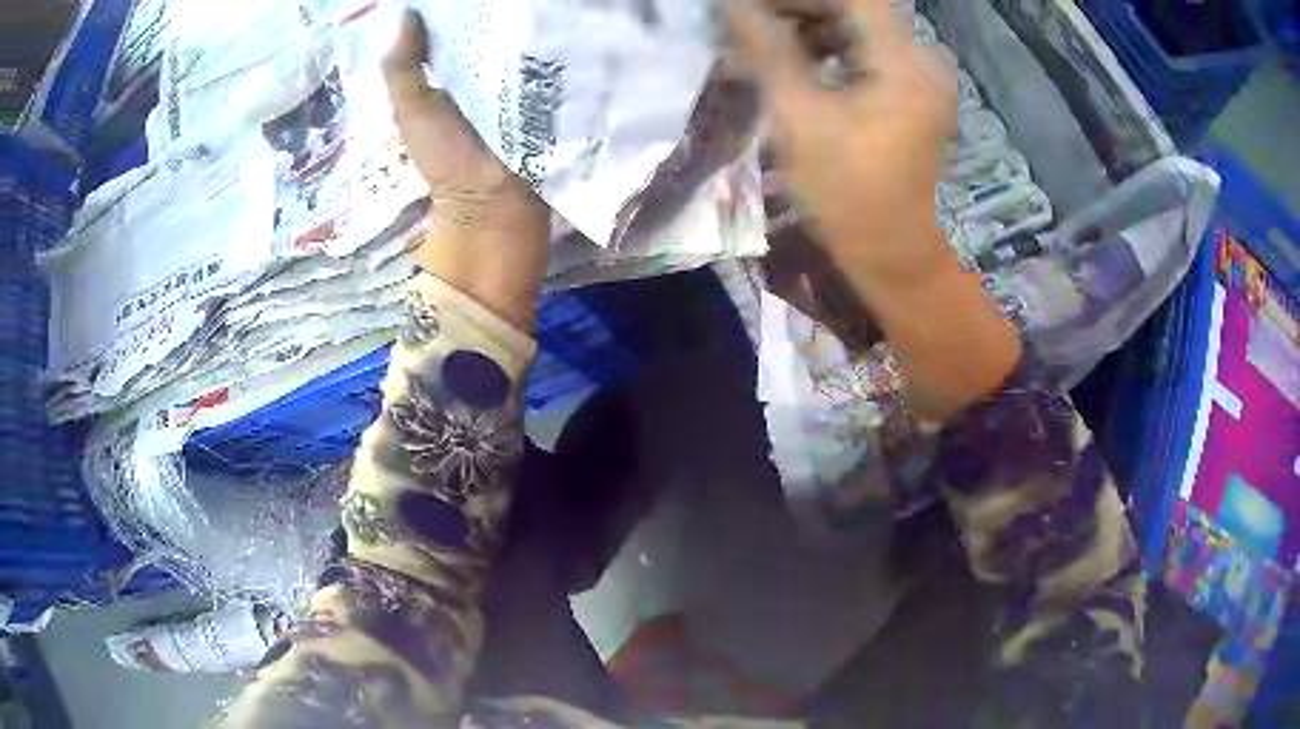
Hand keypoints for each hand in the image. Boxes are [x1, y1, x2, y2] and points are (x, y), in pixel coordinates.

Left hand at [383, 11, 550, 330]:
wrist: (494, 209)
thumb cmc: (446, 160)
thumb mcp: (412, 112)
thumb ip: (403, 70)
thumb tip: (406, 15)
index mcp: (446, 78)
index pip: (452, 32)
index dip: (458, 10)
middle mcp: (480, 78)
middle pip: (490, 35)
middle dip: (500, 14)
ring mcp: (516, 90)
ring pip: (520, 48)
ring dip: (528, 28)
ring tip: (543, 0)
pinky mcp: (546, 101)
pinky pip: (547, 68)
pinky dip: (551, 50)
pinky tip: (560, 24)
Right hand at [728, 0, 1019, 420]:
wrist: (895, 256)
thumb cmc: (849, 196)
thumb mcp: (800, 118)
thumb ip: (767, 50)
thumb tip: (731, 5)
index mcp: (903, 62)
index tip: (751, 6)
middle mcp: (920, 59)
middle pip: (854, 7)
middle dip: (796, 9)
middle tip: (743, 22)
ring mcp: (917, 77)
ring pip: (856, 28)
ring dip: (806, 28)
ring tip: (755, 43)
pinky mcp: (909, 94)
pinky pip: (863, 54)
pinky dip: (825, 51)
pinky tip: (787, 63)